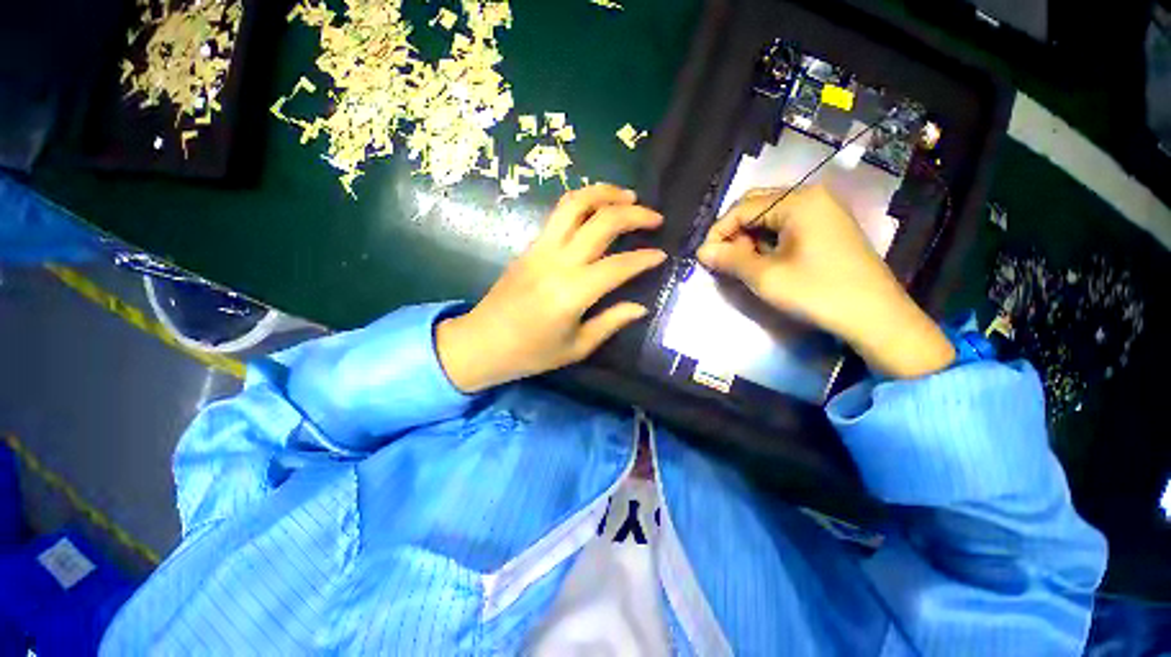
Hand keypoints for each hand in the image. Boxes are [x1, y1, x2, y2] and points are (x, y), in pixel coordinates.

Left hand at [436, 184, 665, 392]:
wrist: (481, 343)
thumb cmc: (531, 353)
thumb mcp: (576, 347)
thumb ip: (610, 322)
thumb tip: (640, 307)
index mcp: (572, 292)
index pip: (618, 265)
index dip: (644, 258)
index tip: (662, 254)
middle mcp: (558, 262)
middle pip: (601, 221)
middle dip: (634, 213)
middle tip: (655, 217)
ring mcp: (540, 248)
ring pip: (574, 204)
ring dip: (604, 193)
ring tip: (627, 196)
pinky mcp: (529, 246)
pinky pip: (559, 214)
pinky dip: (583, 204)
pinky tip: (597, 211)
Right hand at [696, 186, 953, 378]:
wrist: (876, 318)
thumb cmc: (818, 293)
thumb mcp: (766, 277)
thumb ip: (730, 259)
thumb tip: (702, 251)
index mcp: (798, 201)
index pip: (743, 207)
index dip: (719, 231)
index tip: (705, 257)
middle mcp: (811, 197)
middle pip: (756, 206)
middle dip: (734, 233)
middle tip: (723, 260)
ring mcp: (823, 211)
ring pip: (770, 217)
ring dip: (749, 238)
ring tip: (743, 264)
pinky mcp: (827, 228)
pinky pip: (786, 226)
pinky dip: (767, 242)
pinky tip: (764, 262)